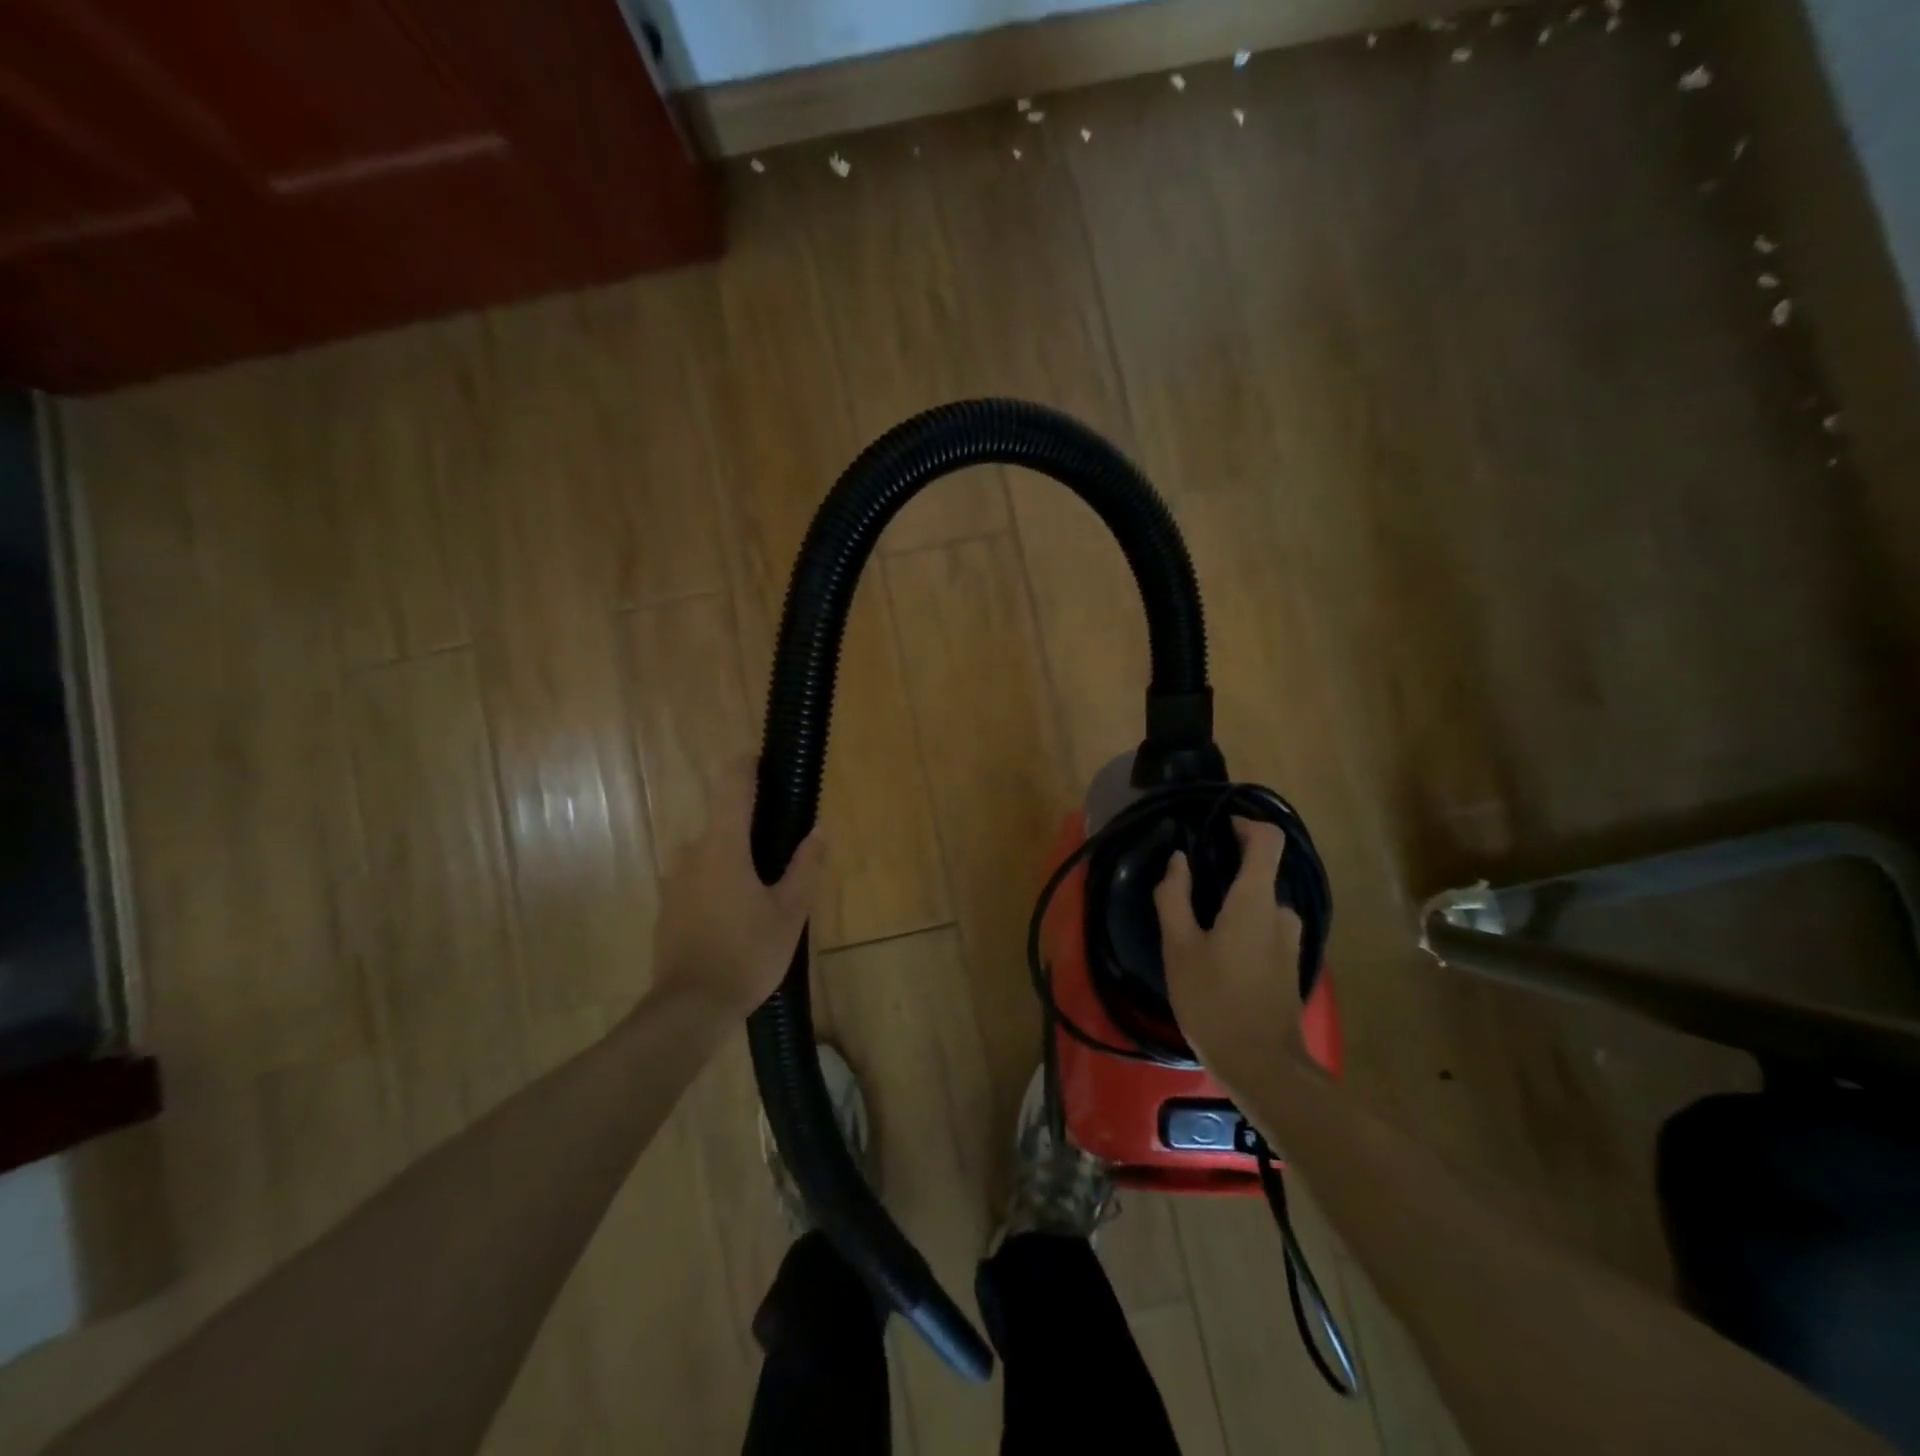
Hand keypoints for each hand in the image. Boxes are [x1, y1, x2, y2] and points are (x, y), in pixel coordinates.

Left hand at [649, 761, 825, 1019]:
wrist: (690, 1008)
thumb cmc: (747, 954)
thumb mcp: (789, 912)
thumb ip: (805, 866)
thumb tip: (819, 830)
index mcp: (723, 846)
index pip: (732, 786)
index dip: (747, 765)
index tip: (765, 760)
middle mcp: (692, 853)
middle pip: (723, 821)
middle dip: (752, 826)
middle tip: (784, 848)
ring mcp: (675, 881)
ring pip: (711, 852)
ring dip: (736, 857)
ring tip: (766, 887)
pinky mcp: (668, 907)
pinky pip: (699, 878)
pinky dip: (720, 881)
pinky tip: (739, 913)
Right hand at [1154, 817, 1306, 1076]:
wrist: (1263, 1066)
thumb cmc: (1214, 1000)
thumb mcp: (1179, 947)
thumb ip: (1175, 897)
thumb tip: (1177, 860)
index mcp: (1256, 900)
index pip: (1268, 841)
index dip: (1246, 825)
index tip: (1218, 827)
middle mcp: (1282, 913)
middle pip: (1261, 873)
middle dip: (1229, 872)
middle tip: (1191, 887)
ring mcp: (1291, 942)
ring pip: (1262, 906)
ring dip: (1234, 904)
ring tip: (1199, 925)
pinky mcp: (1291, 966)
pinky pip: (1267, 929)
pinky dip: (1244, 927)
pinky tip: (1218, 955)